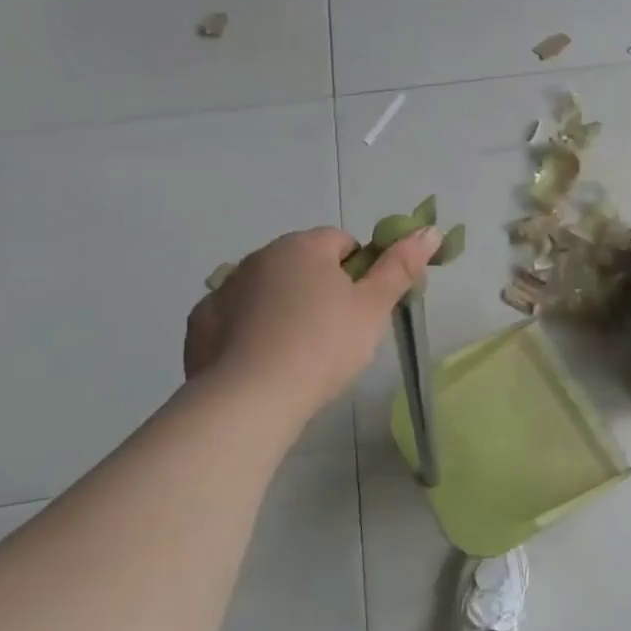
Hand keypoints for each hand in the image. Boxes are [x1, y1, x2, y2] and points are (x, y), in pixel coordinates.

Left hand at [186, 225, 440, 414]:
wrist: (249, 400)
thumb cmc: (322, 346)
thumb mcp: (373, 308)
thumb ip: (401, 266)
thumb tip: (429, 230)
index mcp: (303, 246)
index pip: (342, 242)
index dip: (360, 271)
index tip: (363, 306)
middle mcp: (259, 257)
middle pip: (302, 263)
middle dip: (321, 287)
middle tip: (337, 332)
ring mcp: (224, 289)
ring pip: (268, 289)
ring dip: (284, 307)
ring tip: (299, 352)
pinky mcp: (200, 324)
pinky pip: (235, 317)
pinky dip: (249, 331)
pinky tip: (262, 361)